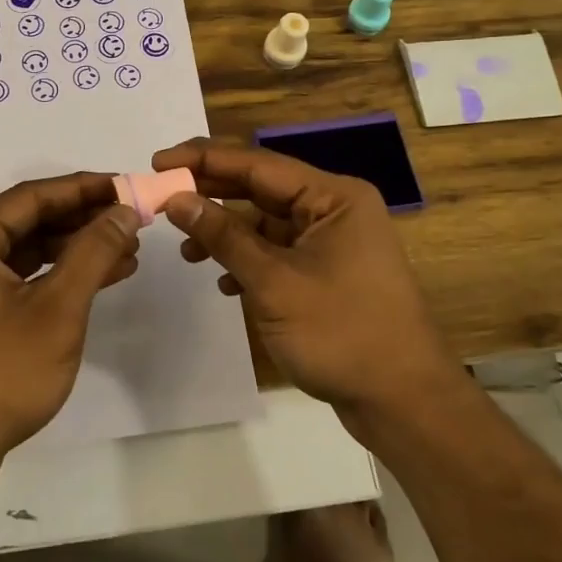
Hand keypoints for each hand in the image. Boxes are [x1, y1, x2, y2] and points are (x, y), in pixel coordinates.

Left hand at [0, 173, 141, 479]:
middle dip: (82, 221)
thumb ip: (92, 253)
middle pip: (27, 222)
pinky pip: (18, 279)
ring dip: (74, 250)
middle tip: (132, 219)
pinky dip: (55, 277)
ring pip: (25, 252)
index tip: (126, 185)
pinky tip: (98, 278)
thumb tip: (124, 211)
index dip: (83, 188)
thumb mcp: (57, 310)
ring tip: (127, 250)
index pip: (31, 197)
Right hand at [151, 139, 465, 430]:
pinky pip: (278, 251)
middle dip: (211, 194)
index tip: (158, 161)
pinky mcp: (328, 271)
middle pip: (261, 188)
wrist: (403, 401)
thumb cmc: (341, 333)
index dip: (204, 160)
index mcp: (333, 197)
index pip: (258, 164)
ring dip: (226, 233)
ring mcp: (333, 241)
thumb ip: (223, 235)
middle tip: (162, 197)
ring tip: (186, 251)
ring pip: (267, 222)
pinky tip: (223, 280)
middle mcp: (335, 209)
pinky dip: (248, 260)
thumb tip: (177, 199)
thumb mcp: (273, 282)